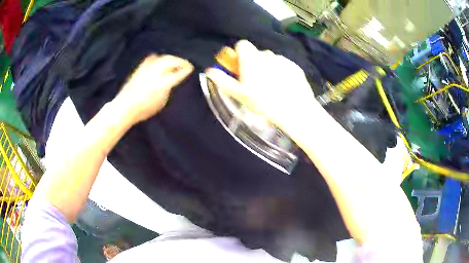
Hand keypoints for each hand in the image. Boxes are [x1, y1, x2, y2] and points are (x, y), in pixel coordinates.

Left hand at [114, 54, 193, 123]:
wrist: (125, 106)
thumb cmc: (144, 109)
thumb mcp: (161, 103)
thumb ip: (168, 90)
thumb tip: (171, 82)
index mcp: (163, 83)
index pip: (178, 73)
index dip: (186, 69)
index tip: (191, 68)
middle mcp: (156, 72)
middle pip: (171, 61)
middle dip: (180, 61)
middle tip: (185, 64)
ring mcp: (147, 68)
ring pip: (162, 57)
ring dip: (171, 58)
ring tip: (174, 61)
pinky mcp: (140, 68)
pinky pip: (151, 58)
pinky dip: (158, 58)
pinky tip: (159, 60)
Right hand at [206, 40, 316, 131]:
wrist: (294, 110)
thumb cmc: (262, 102)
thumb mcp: (239, 94)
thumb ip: (222, 80)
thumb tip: (209, 70)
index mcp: (251, 58)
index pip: (242, 44)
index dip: (239, 53)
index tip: (240, 66)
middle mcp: (267, 54)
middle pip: (256, 53)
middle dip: (253, 63)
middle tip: (254, 80)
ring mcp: (283, 60)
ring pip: (271, 59)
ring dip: (268, 67)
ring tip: (270, 86)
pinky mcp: (295, 67)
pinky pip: (284, 65)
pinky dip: (281, 72)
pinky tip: (283, 87)